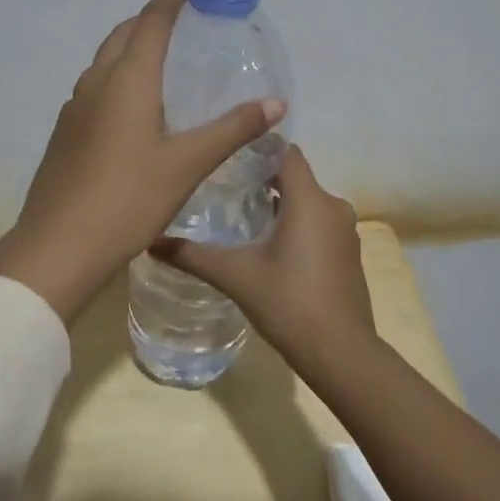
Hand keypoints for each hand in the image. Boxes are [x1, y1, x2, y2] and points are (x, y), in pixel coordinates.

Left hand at [0, 0, 287, 325]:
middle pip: (124, 34)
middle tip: (188, 26)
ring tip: (166, 63)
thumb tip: (276, 102)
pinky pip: (96, 88)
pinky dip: (119, 79)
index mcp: (126, 80)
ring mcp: (74, 108)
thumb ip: (232, 129)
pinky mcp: (65, 133)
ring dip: (132, 49)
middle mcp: (95, 83)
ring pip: (105, 61)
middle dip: (153, 20)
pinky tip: (137, 109)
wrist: (58, 246)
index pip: (151, 21)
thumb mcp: (187, 164)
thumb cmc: (127, 199)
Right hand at [151, 145, 372, 367]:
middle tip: (224, 187)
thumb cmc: (288, 303)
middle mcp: (333, 207)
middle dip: (262, 179)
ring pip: (308, 203)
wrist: (340, 352)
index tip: (228, 155)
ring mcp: (345, 232)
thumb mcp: (235, 276)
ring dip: (279, 205)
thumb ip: (193, 255)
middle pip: (295, 177)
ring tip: (241, 216)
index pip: (287, 153)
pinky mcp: (348, 254)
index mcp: (310, 200)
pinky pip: (319, 224)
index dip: (259, 148)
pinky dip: (296, 226)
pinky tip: (269, 247)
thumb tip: (151, 241)